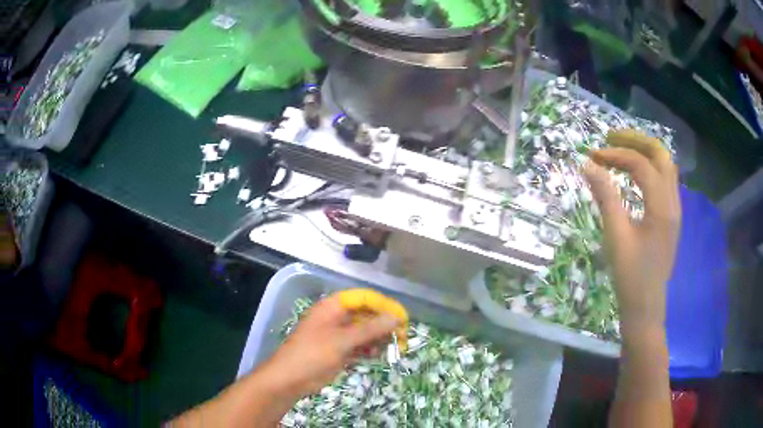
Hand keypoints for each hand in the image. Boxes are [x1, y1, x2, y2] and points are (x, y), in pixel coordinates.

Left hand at [264, 293, 399, 397]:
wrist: (289, 379)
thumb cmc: (312, 354)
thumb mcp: (342, 340)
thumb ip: (370, 329)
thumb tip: (396, 318)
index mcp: (333, 307)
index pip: (364, 298)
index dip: (384, 305)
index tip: (402, 317)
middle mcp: (337, 318)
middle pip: (366, 314)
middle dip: (384, 324)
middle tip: (403, 336)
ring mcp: (338, 335)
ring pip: (364, 331)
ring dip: (379, 338)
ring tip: (395, 347)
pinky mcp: (339, 350)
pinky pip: (360, 345)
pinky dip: (370, 349)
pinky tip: (378, 355)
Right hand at [584, 129, 680, 333]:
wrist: (646, 307)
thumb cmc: (631, 276)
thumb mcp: (616, 237)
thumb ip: (605, 198)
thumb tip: (588, 166)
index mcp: (661, 206)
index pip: (641, 164)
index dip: (616, 155)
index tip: (592, 157)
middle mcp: (673, 201)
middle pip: (661, 155)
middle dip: (636, 140)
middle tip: (611, 139)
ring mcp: (674, 209)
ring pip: (665, 166)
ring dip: (644, 152)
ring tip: (621, 150)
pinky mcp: (670, 217)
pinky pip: (664, 180)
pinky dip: (649, 168)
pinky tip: (635, 174)